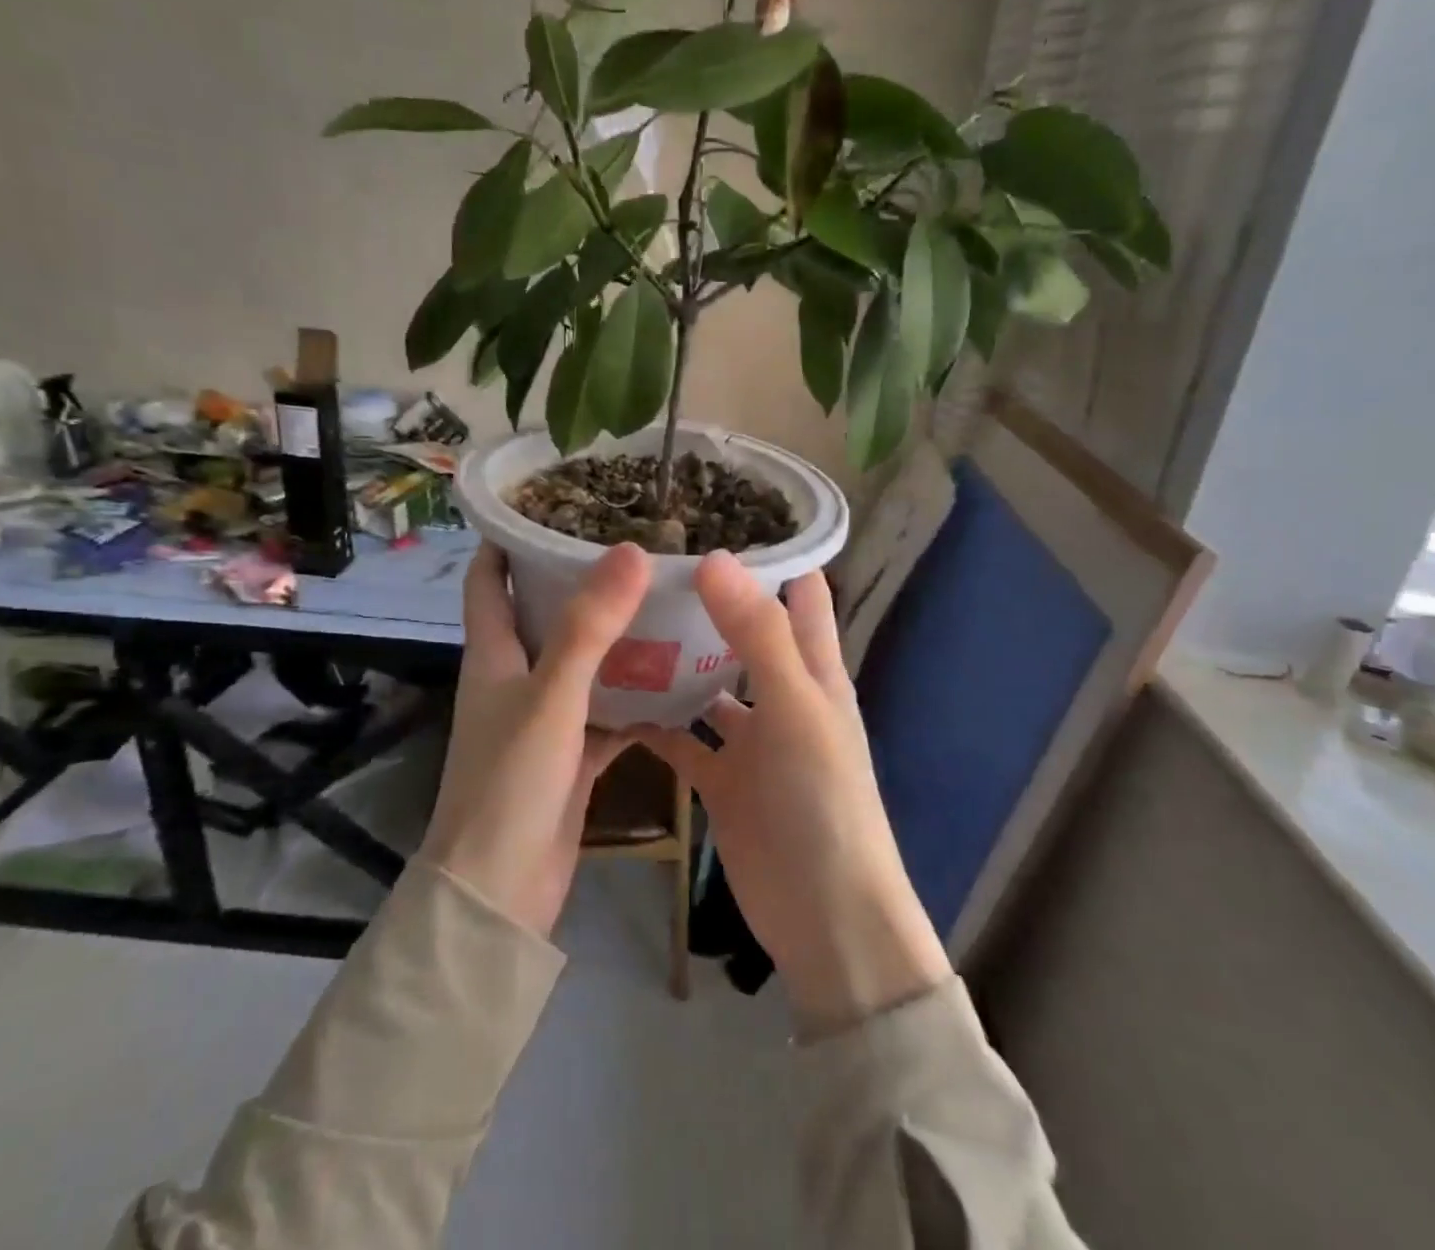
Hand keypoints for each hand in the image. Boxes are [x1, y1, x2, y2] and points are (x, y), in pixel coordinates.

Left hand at [420, 541, 649, 936]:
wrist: (500, 892)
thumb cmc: (511, 782)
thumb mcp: (551, 696)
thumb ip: (589, 627)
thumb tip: (630, 551)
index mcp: (493, 654)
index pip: (488, 579)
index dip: (508, 540)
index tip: (551, 505)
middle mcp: (514, 677)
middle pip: (543, 613)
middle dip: (579, 580)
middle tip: (634, 547)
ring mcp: (544, 717)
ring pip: (582, 662)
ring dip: (615, 637)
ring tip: (666, 599)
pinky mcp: (571, 754)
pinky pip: (607, 710)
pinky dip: (636, 695)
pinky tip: (678, 678)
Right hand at [635, 552, 949, 1033]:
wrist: (824, 918)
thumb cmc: (822, 802)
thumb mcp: (796, 709)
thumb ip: (756, 635)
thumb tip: (714, 558)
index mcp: (814, 671)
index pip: (799, 594)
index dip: (769, 555)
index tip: (714, 517)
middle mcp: (782, 696)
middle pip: (744, 633)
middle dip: (706, 600)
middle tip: (645, 563)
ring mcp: (751, 740)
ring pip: (707, 685)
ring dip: (674, 660)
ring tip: (618, 619)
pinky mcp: (721, 780)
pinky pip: (682, 739)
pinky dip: (654, 721)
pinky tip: (610, 698)